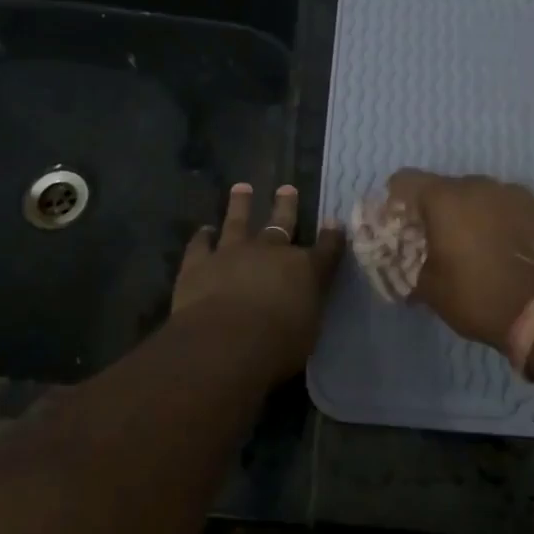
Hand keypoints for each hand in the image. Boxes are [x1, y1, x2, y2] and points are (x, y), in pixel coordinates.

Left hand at [172, 183, 344, 377]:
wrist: (226, 342)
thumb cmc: (278, 346)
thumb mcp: (307, 330)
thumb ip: (305, 308)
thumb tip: (303, 300)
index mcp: (305, 270)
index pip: (326, 249)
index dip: (332, 236)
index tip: (334, 223)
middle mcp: (271, 252)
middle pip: (282, 223)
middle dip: (286, 205)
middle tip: (287, 188)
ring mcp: (233, 252)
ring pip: (238, 221)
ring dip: (241, 204)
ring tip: (242, 188)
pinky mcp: (199, 262)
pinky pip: (200, 244)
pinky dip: (202, 237)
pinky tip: (204, 231)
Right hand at [384, 170, 533, 346]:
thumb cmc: (477, 296)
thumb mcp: (430, 290)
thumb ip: (410, 266)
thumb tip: (405, 265)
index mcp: (443, 198)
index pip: (404, 180)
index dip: (396, 200)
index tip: (399, 224)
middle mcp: (476, 184)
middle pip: (443, 186)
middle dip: (435, 209)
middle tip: (436, 240)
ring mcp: (509, 192)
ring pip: (476, 194)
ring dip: (468, 212)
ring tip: (472, 244)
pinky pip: (503, 204)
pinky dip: (495, 218)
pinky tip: (499, 245)